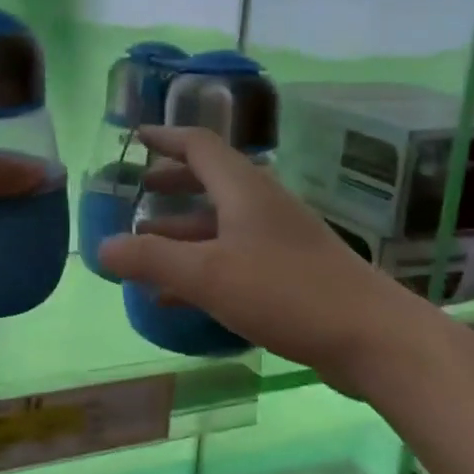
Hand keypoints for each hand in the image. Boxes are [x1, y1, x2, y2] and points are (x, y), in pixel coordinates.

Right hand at [98, 126, 427, 391]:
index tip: (135, 137)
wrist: (371, 336)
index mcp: (244, 190)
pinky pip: (235, 259)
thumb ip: (152, 260)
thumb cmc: (286, 292)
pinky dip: (203, 267)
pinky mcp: (291, 274)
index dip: (166, 138)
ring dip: (183, 232)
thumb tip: (102, 247)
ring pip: (221, 225)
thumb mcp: (208, 275)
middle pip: (211, 182)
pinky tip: (178, 298)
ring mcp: (280, 240)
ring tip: (145, 250)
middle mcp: (263, 206)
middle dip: (172, 185)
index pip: (200, 145)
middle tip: (137, 193)